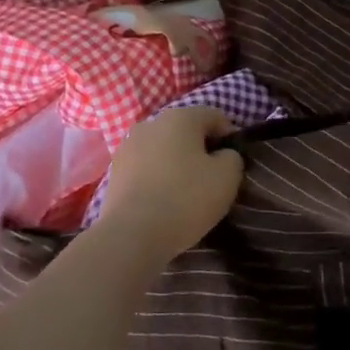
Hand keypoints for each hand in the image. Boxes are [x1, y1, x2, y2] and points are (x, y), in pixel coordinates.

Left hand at [95, 107, 244, 262]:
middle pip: (186, 131)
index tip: (234, 162)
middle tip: (212, 177)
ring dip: (177, 162)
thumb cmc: (186, 198)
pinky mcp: (115, 171)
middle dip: (201, 149)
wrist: (132, 234)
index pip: (214, 116)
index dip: (229, 136)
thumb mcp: (228, 177)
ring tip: (186, 190)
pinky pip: (146, 166)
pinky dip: (158, 176)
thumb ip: (232, 157)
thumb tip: (222, 155)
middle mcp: (151, 123)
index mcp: (180, 117)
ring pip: (164, 148)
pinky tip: (164, 199)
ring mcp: (128, 146)